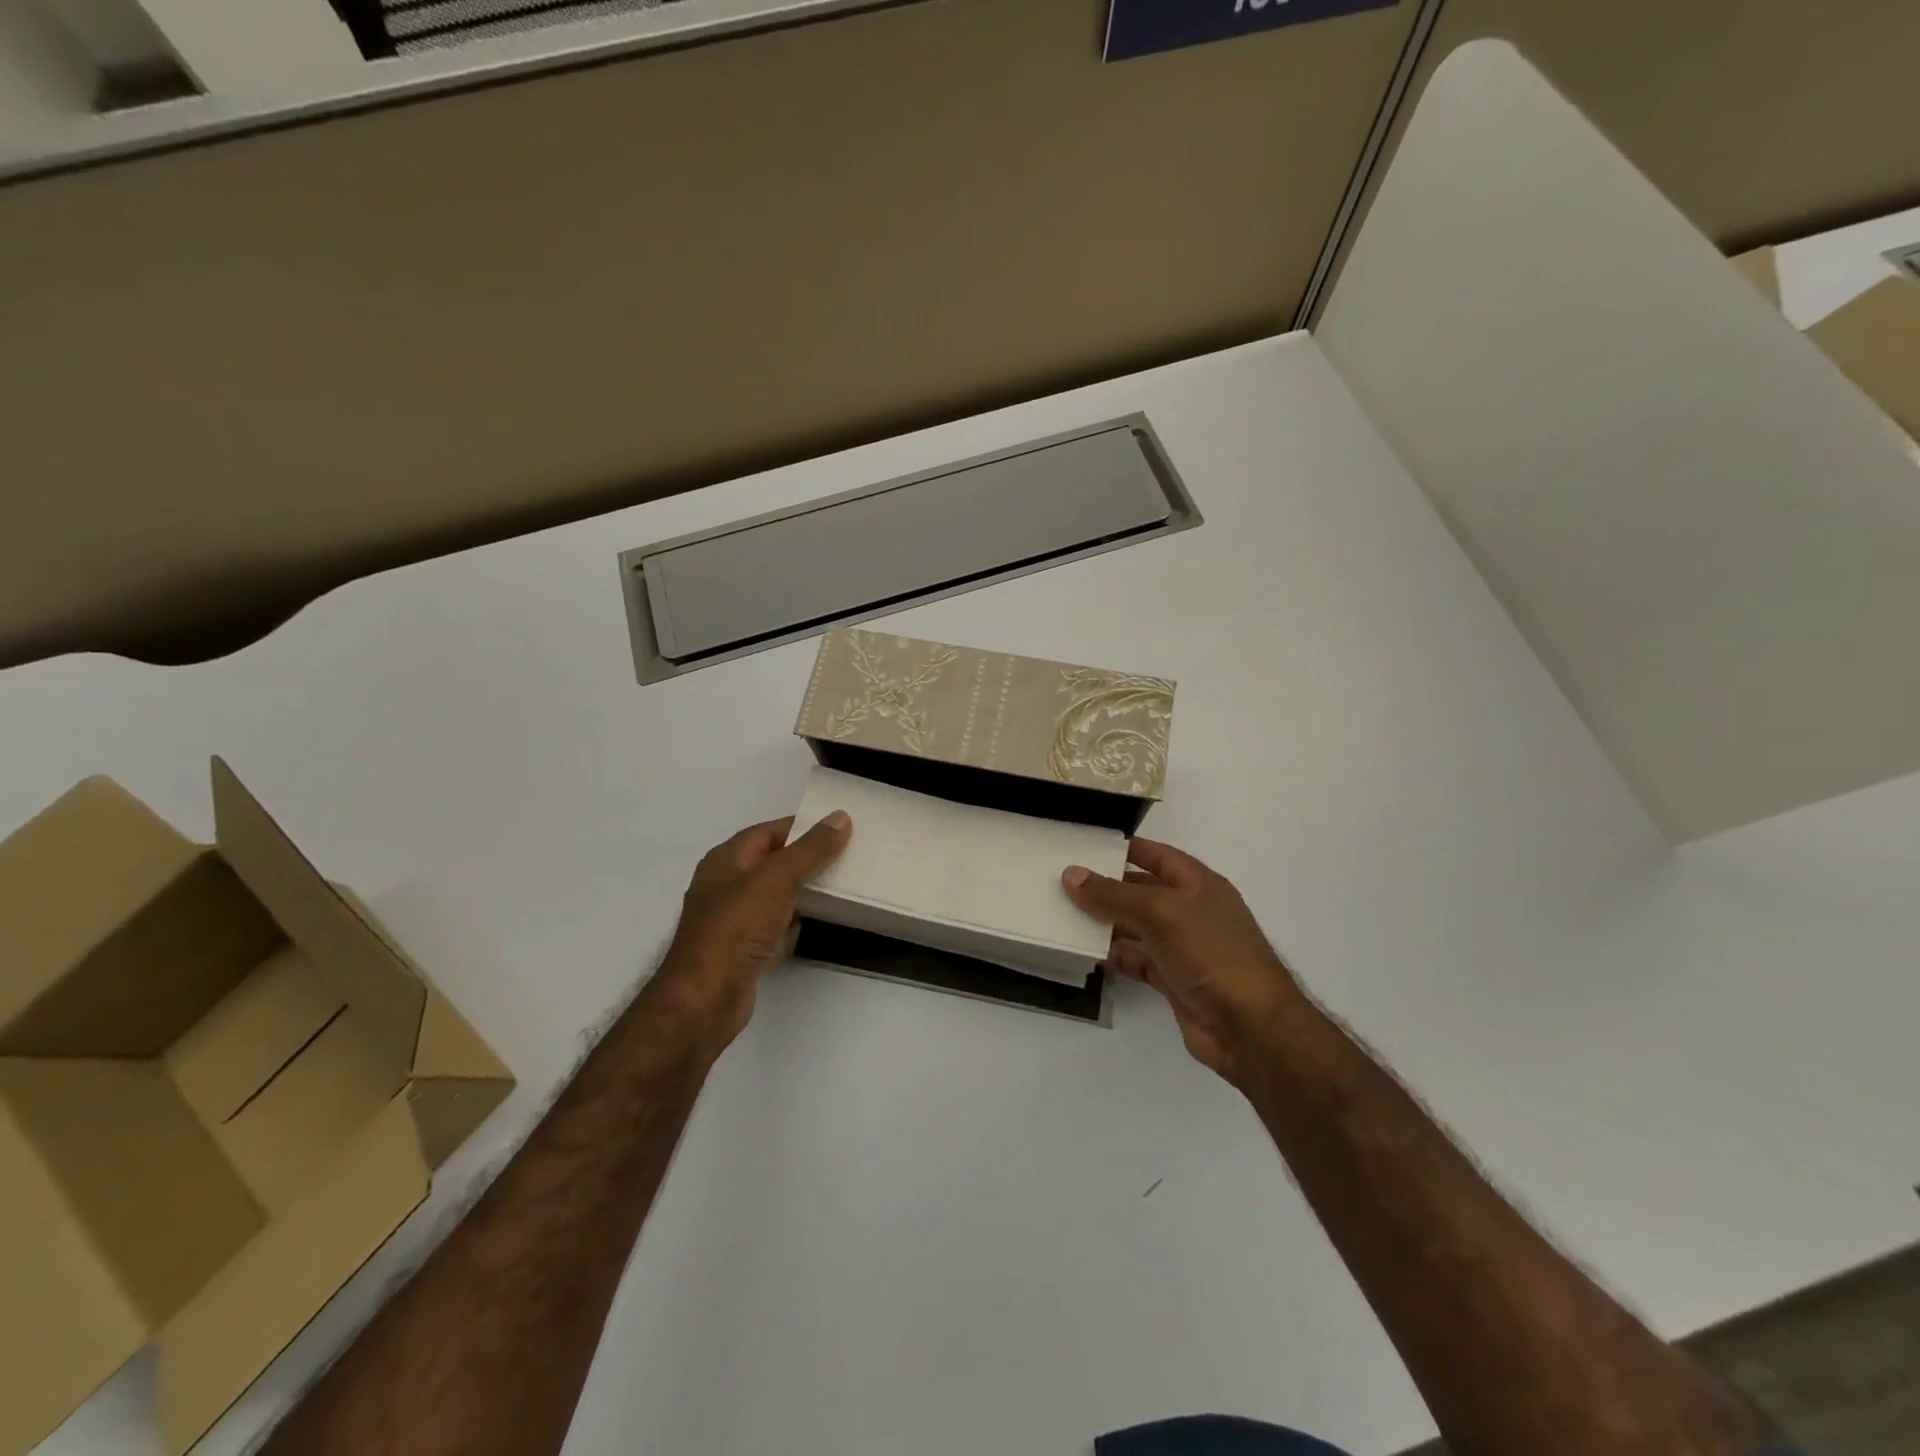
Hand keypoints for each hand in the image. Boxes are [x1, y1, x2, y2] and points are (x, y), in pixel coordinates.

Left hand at [653, 812, 851, 1047]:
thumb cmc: (737, 928)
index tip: (839, 829)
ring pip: (774, 893)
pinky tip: (819, 919)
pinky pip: (774, 922)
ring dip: (803, 888)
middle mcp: (725, 884)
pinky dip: (796, 917)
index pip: (769, 831)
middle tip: (847, 855)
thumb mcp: (778, 878)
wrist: (706, 997)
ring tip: (841, 884)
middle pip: (772, 861)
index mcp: (726, 859)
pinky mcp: (742, 947)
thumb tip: (840, 817)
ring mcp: (732, 918)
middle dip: (807, 857)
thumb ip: (811, 849)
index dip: (802, 827)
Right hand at [1063, 838, 1300, 1085]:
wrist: (1250, 1028)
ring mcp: (1183, 948)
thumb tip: (1071, 874)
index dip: (1126, 849)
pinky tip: (1085, 952)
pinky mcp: (1174, 980)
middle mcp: (1191, 912)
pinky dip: (1114, 956)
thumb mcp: (1160, 913)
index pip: (1158, 856)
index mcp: (1199, 884)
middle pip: (1143, 892)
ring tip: (1063, 915)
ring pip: (1136, 928)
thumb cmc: (1212, 954)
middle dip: (1108, 888)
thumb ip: (1114, 895)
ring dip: (1106, 923)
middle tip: (1062, 881)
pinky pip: (1137, 960)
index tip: (1087, 846)